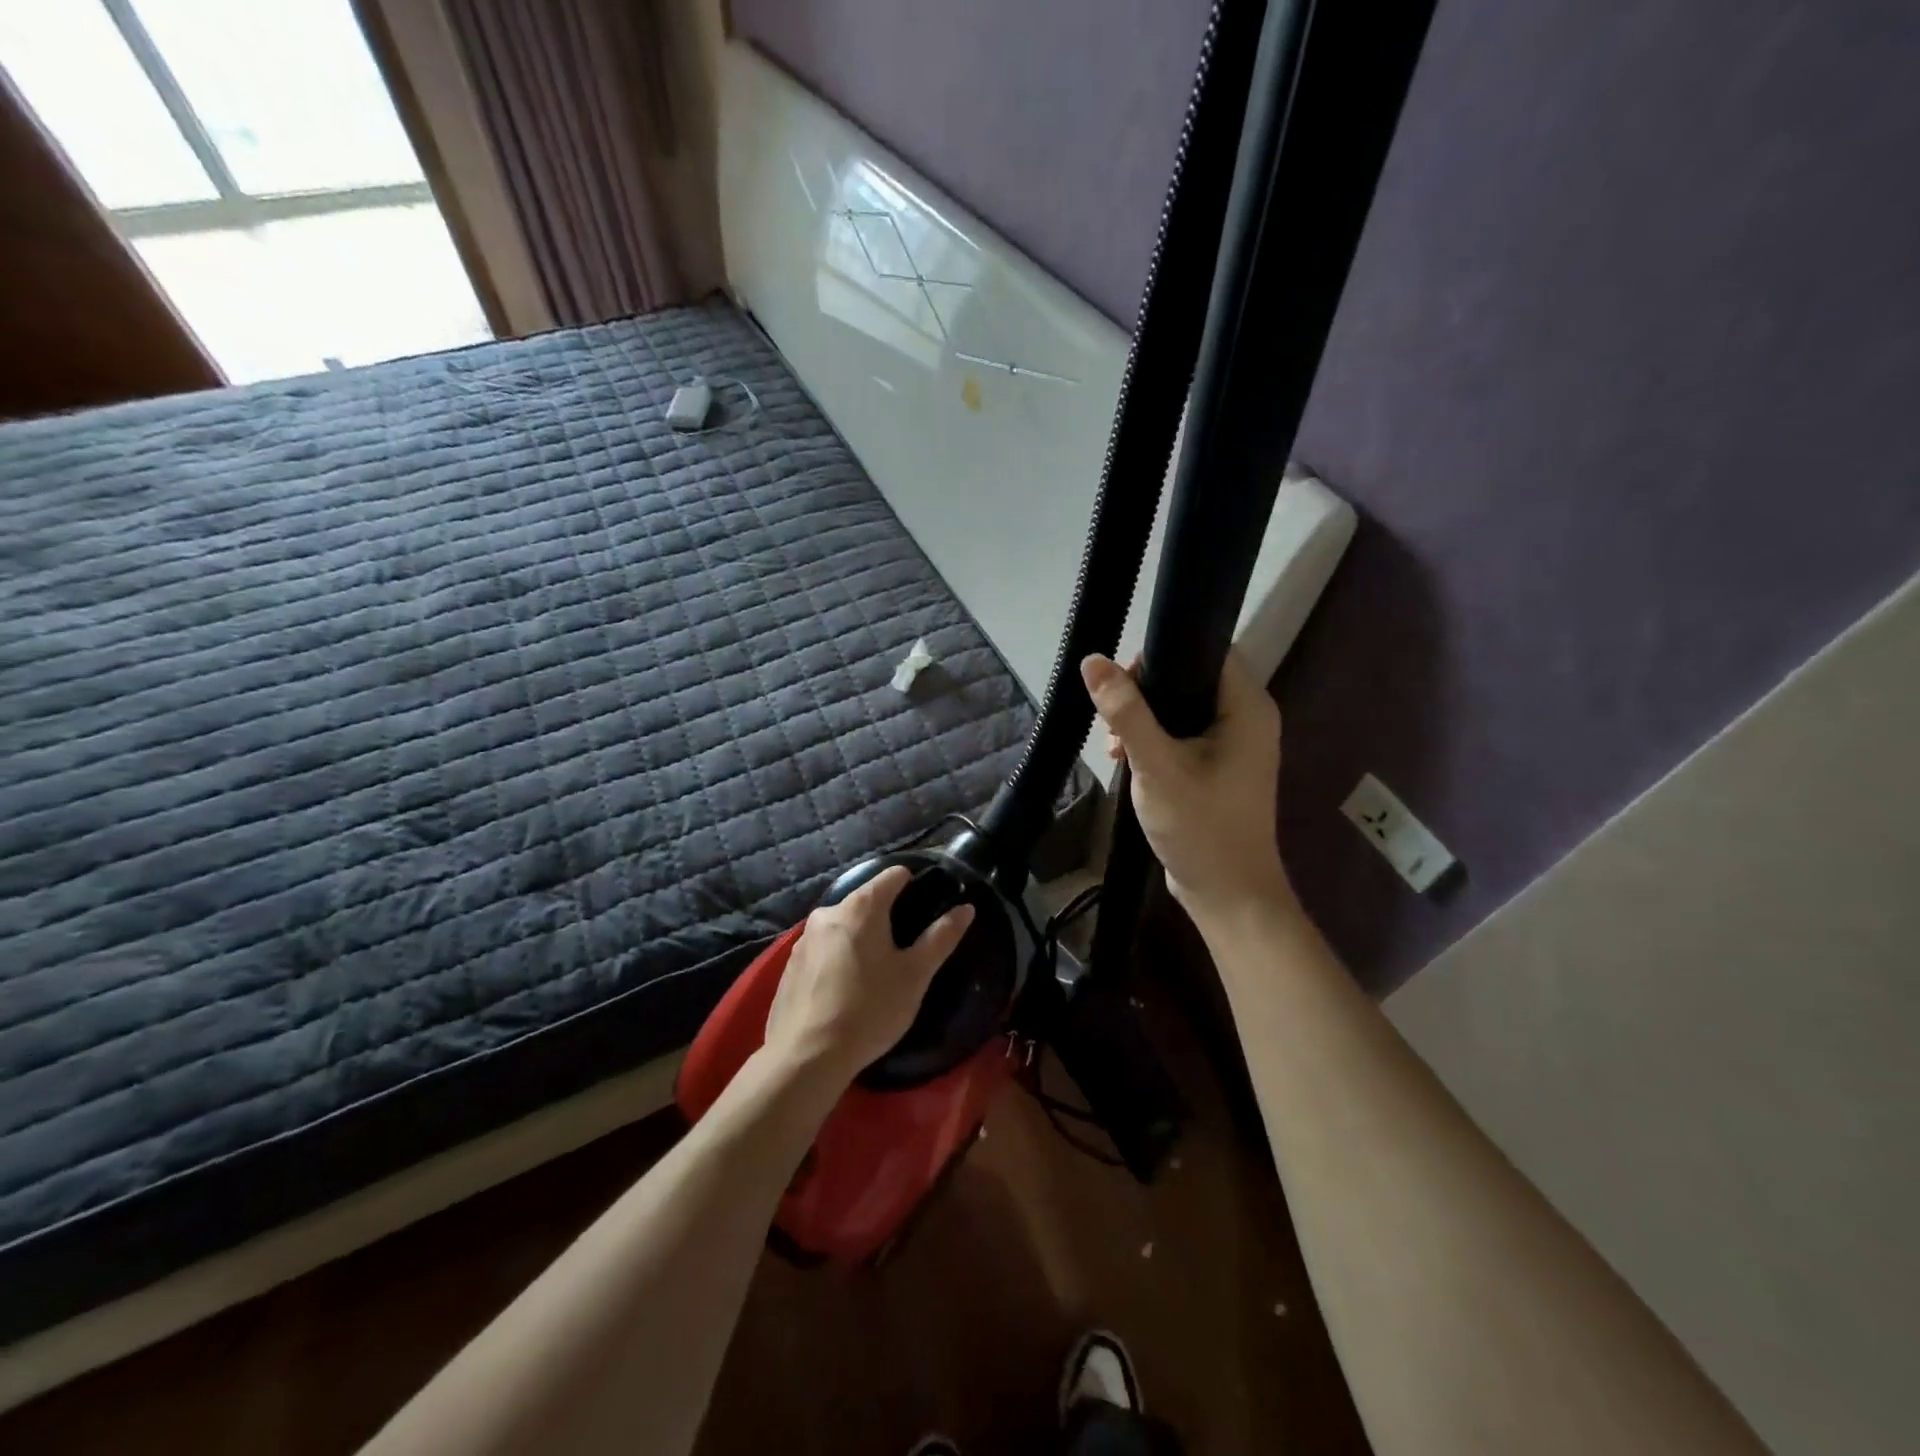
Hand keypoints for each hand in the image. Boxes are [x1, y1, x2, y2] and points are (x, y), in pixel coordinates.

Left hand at [764, 865, 975, 1084]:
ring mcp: (804, 939)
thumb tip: (966, 908)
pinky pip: (823, 949)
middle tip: (905, 951)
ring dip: (861, 939)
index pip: (894, 875)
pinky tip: (845, 990)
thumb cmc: (870, 1009)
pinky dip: (838, 959)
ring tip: (876, 973)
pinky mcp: (790, 965)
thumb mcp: (915, 975)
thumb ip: (941, 937)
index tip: (927, 911)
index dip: (915, 885)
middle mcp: (828, 912)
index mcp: (861, 906)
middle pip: (866, 900)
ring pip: (843, 926)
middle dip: (887, 918)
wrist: (807, 1056)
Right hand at [1082, 649, 1290, 922]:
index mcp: (1247, 706)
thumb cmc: (1200, 827)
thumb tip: (1093, 661)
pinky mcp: (1220, 765)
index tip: (1121, 682)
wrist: (1228, 894)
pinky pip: (1183, 733)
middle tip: (1113, 719)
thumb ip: (1126, 712)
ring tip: (1114, 745)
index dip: (1160, 655)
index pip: (1206, 649)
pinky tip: (1126, 759)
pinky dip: (1155, 739)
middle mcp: (1248, 716)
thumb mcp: (1157, 765)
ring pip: (1182, 706)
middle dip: (1144, 692)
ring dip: (1143, 718)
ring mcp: (1235, 743)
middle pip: (1190, 676)